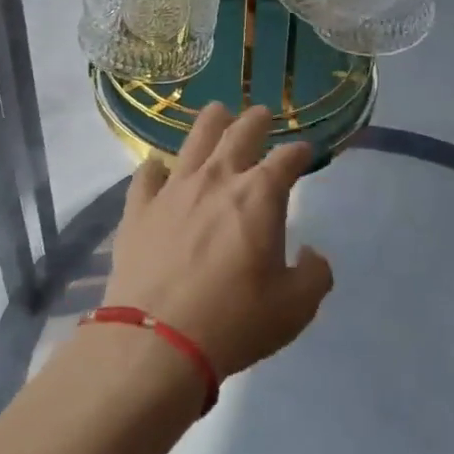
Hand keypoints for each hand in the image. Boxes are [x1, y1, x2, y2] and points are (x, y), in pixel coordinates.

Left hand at [105, 104, 332, 379]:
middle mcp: (217, 179)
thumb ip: (314, 275)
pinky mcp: (139, 209)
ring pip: (193, 140)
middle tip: (261, 114)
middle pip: (240, 133)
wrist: (157, 341)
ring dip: (210, 122)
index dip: (299, 152)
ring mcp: (173, 190)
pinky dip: (155, 167)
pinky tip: (157, 166)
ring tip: (217, 112)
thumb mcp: (295, 308)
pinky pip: (146, 175)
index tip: (304, 151)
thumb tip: (312, 254)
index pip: (287, 159)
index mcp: (259, 195)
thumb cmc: (235, 320)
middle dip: (256, 120)